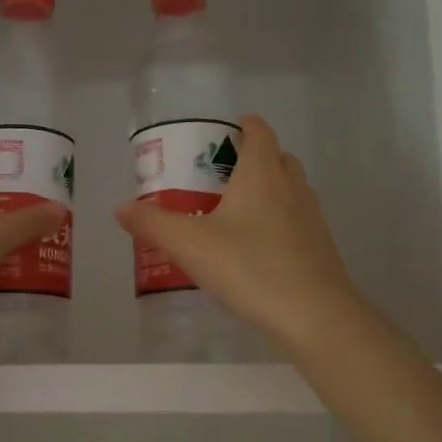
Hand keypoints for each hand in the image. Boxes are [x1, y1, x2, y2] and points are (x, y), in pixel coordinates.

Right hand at [116, 115, 364, 354]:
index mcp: (262, 173)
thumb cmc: (249, 267)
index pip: (258, 131)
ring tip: (232, 214)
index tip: (217, 138)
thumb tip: (121, 207)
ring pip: (288, 189)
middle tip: (216, 179)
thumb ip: (152, 224)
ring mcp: (311, 217)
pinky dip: (276, 222)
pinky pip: (295, 220)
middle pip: (276, 157)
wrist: (313, 315)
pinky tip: (254, 250)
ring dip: (265, 191)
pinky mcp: (320, 246)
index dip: (240, 126)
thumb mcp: (189, 245)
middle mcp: (292, 186)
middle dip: (250, 159)